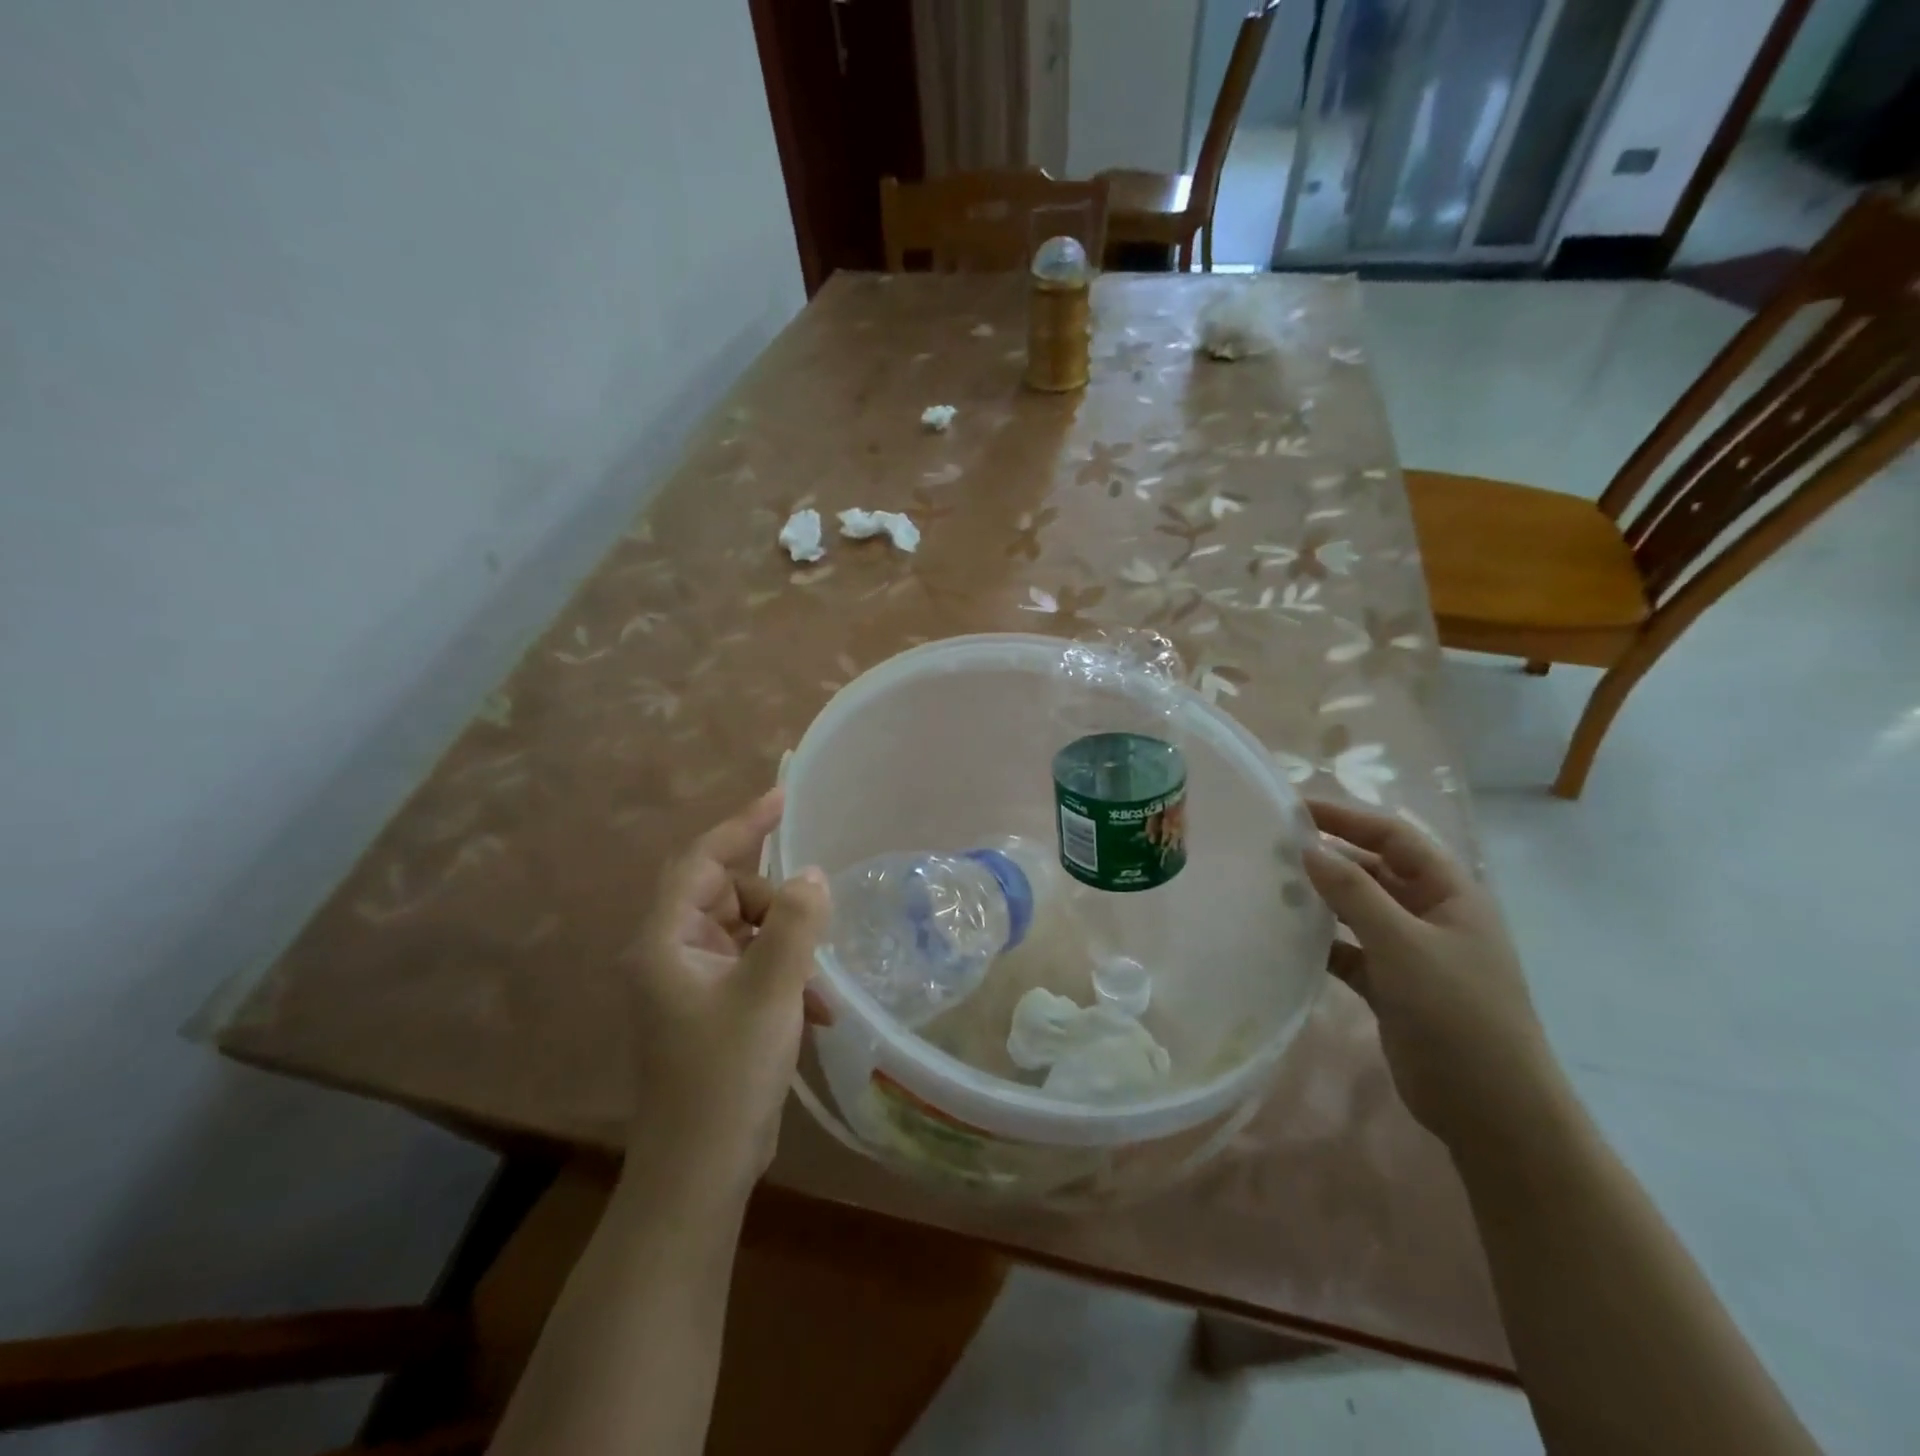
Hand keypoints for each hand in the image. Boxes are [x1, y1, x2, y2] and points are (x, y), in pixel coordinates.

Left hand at [626, 789, 830, 1199]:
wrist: (700, 1172)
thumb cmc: (726, 1074)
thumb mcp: (770, 991)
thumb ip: (794, 924)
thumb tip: (811, 875)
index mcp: (667, 940)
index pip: (701, 859)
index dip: (742, 824)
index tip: (783, 798)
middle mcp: (671, 953)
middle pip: (727, 894)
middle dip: (775, 902)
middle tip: (814, 918)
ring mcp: (690, 983)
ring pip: (746, 932)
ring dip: (787, 945)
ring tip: (818, 979)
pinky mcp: (711, 1009)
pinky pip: (752, 967)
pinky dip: (784, 976)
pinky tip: (816, 1010)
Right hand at [1302, 799, 1565, 1155]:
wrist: (1491, 1110)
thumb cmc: (1457, 1013)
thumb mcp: (1403, 945)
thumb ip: (1353, 892)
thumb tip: (1307, 848)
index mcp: (1450, 894)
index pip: (1395, 837)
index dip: (1347, 818)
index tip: (1295, 810)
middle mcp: (1431, 916)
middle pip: (1375, 870)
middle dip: (1329, 857)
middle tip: (1273, 849)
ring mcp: (1411, 953)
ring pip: (1358, 910)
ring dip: (1321, 899)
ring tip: (1271, 888)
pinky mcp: (1391, 986)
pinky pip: (1349, 950)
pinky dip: (1321, 942)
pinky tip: (1287, 939)